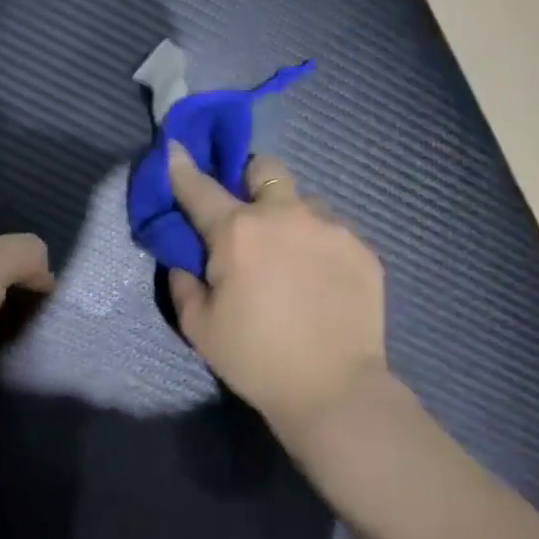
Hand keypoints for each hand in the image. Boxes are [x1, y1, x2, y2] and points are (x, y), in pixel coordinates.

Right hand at [166, 144, 390, 455]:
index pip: (200, 187)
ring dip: (290, 217)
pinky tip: (321, 281)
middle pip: (265, 168)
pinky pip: (333, 230)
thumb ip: (184, 281)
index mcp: (238, 231)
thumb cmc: (255, 359)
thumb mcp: (199, 326)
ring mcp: (331, 227)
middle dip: (250, 180)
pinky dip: (319, 244)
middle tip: (248, 216)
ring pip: (304, 201)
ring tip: (292, 259)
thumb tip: (187, 257)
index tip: (175, 148)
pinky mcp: (363, 248)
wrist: (333, 389)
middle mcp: (286, 215)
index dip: (182, 166)